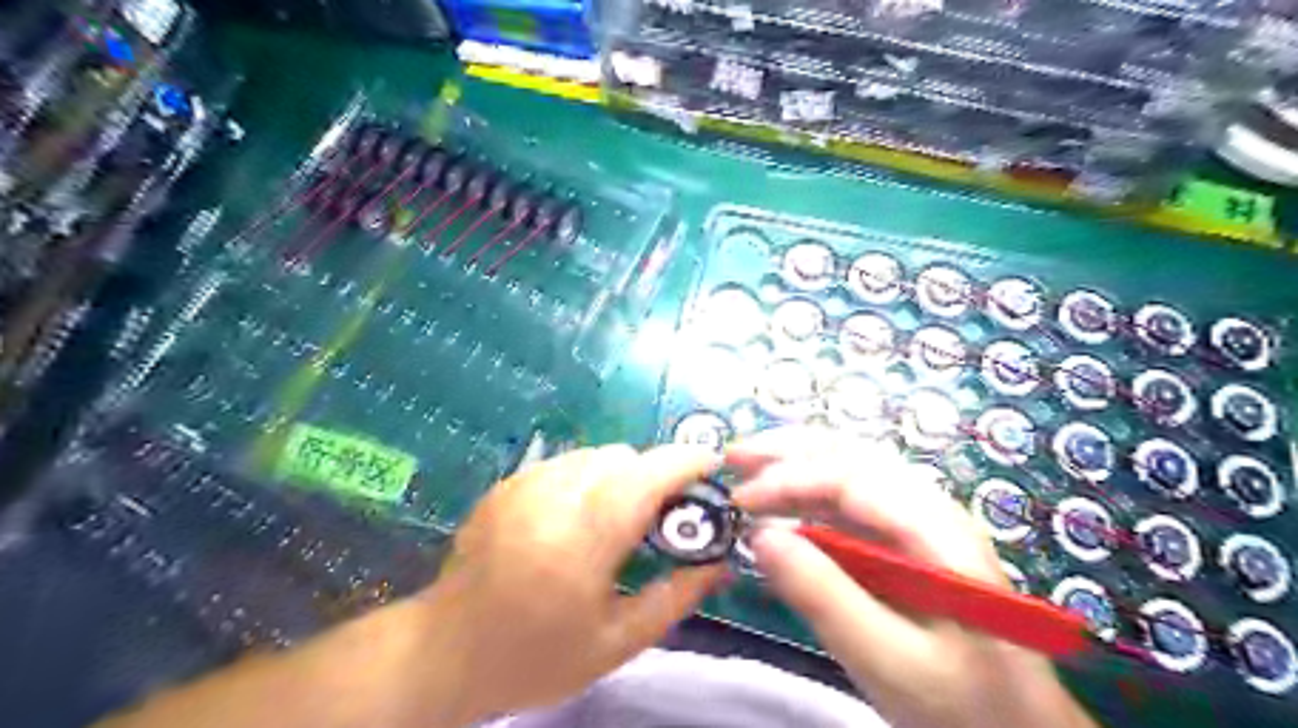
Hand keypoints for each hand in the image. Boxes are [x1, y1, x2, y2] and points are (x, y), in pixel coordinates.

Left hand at [427, 445, 727, 721]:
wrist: (445, 652)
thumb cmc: (536, 656)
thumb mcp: (615, 643)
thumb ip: (674, 597)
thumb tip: (719, 564)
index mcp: (582, 544)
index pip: (643, 478)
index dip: (684, 462)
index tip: (711, 465)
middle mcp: (552, 500)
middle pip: (622, 457)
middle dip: (652, 474)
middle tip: (662, 511)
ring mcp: (523, 486)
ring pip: (593, 454)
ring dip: (620, 474)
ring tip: (618, 515)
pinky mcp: (506, 484)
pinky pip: (565, 462)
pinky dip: (587, 477)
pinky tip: (578, 515)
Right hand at [728, 430, 1093, 726]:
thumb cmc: (961, 701)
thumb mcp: (888, 661)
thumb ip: (825, 597)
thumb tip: (759, 536)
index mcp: (938, 531)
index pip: (854, 477)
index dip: (791, 478)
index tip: (740, 499)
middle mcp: (931, 508)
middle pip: (854, 454)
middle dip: (789, 448)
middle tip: (733, 456)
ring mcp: (920, 519)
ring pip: (851, 466)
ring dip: (796, 459)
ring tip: (747, 465)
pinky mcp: (906, 536)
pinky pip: (852, 495)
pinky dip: (809, 488)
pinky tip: (782, 500)